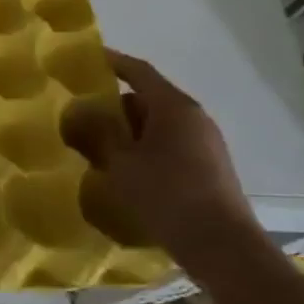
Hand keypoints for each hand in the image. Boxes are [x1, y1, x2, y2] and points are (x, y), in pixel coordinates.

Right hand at [66, 49, 260, 268]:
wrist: (222, 245)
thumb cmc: (167, 195)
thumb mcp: (121, 163)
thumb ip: (100, 133)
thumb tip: (84, 112)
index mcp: (174, 108)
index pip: (139, 72)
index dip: (113, 62)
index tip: (88, 58)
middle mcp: (194, 118)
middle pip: (147, 99)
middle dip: (115, 106)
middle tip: (82, 116)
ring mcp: (205, 143)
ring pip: (157, 125)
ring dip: (128, 131)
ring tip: (98, 147)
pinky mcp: (208, 167)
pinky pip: (168, 145)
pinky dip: (144, 148)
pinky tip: (125, 171)